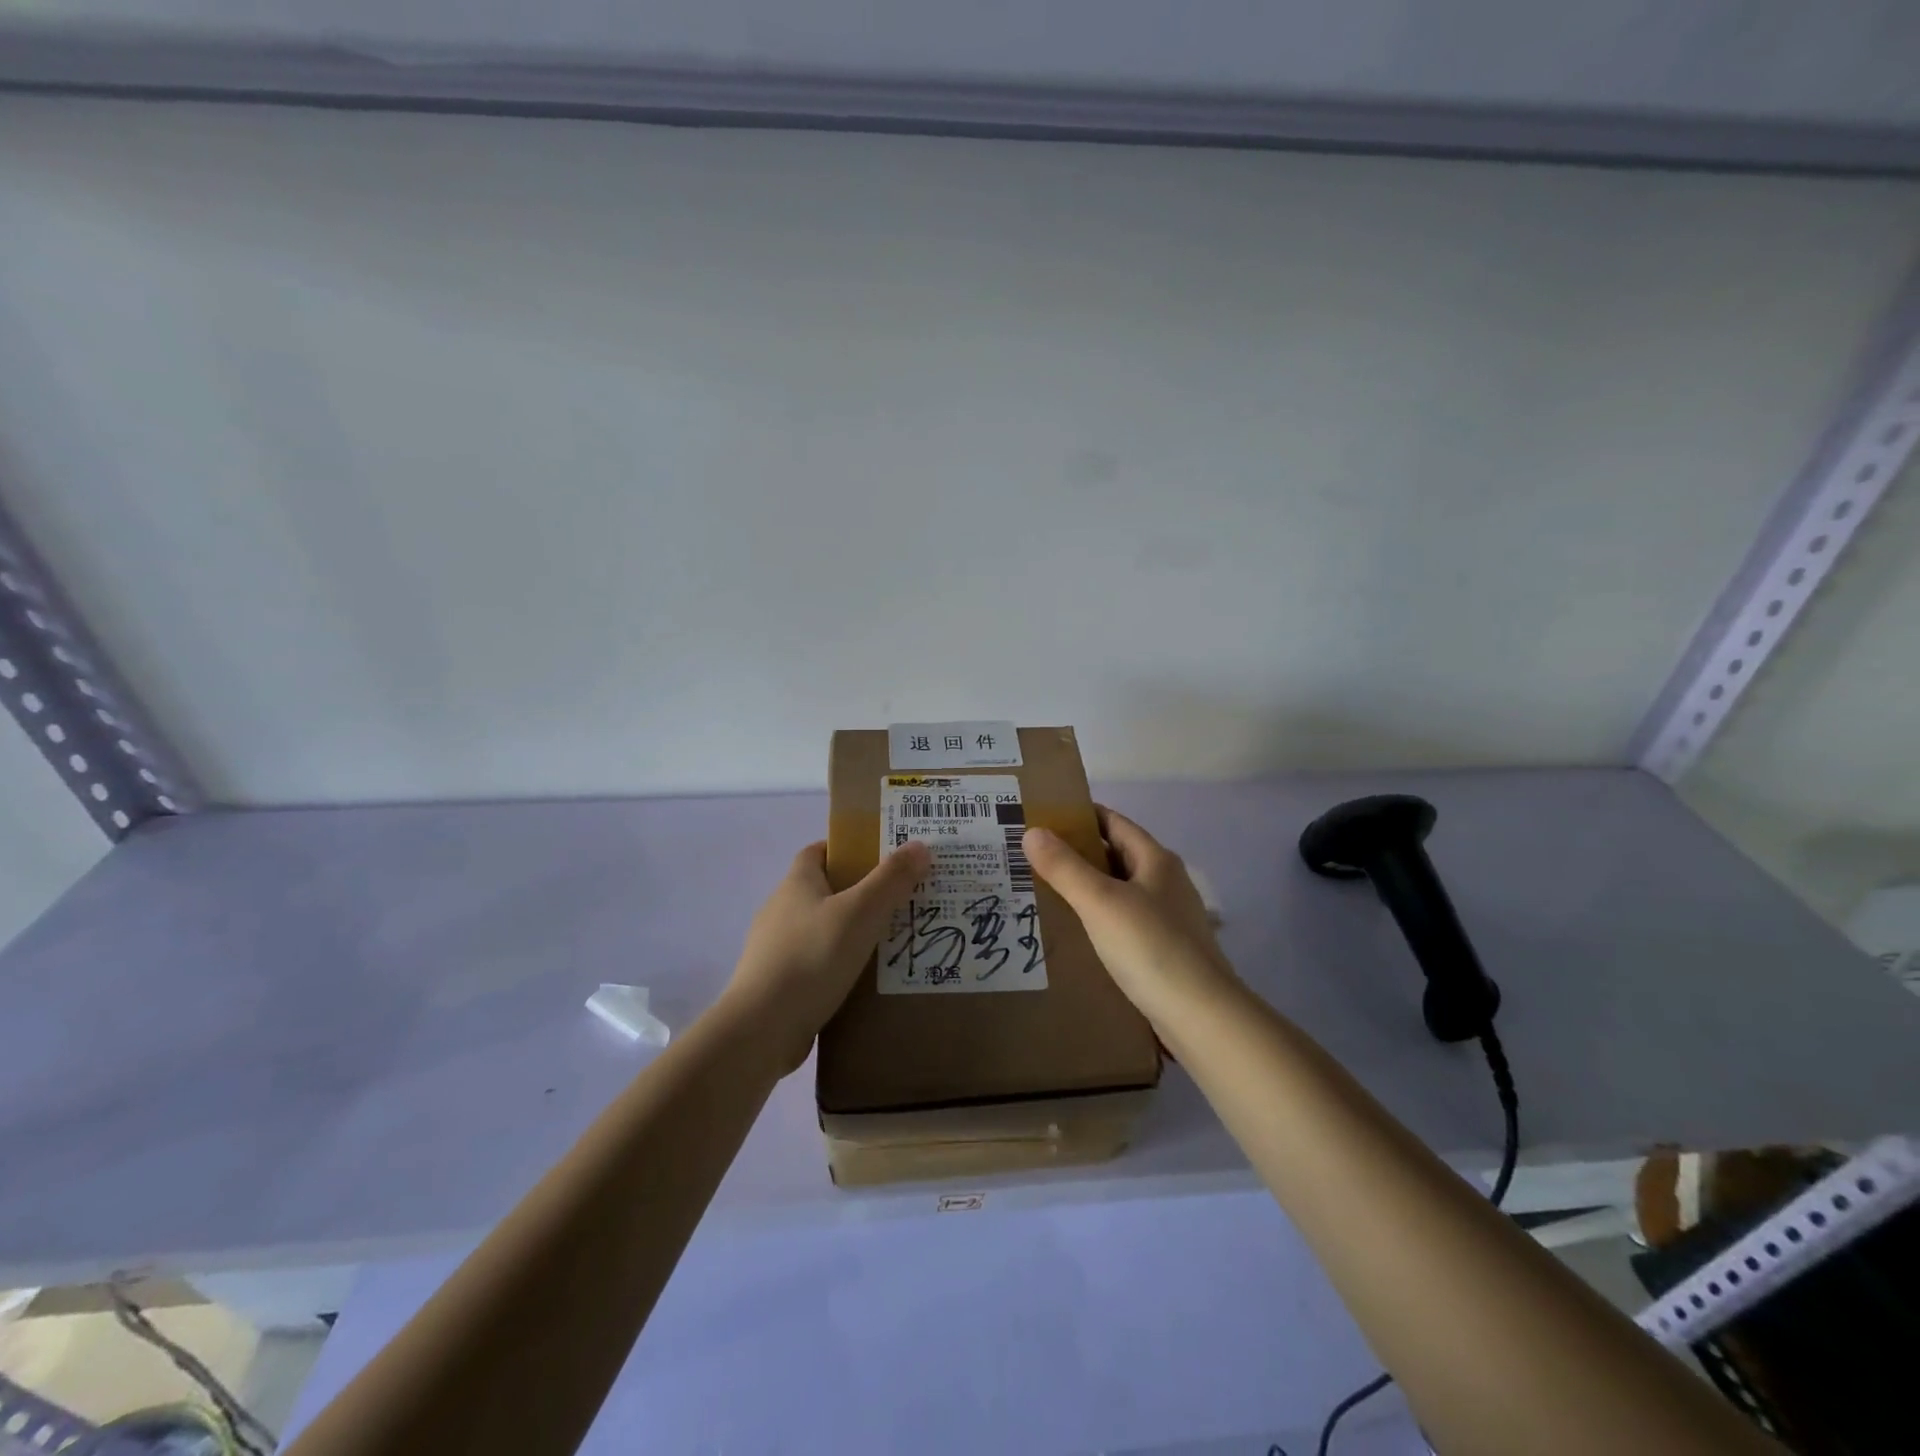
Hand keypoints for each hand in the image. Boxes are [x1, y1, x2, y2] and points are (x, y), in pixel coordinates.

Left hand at [723, 840, 931, 1073]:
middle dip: (860, 892)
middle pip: (824, 890)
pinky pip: (817, 964)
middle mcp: (781, 910)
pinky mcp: (779, 984)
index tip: (881, 857)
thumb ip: (891, 879)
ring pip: (823, 929)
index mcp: (796, 883)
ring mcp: (776, 949)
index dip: (847, 848)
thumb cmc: (812, 957)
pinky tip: (866, 980)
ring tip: (893, 942)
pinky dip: (840, 965)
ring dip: (852, 932)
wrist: (761, 1029)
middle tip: (901, 900)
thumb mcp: (861, 913)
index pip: (818, 851)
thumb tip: (919, 845)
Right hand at [1022, 806, 1236, 1025]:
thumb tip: (1032, 831)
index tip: (1042, 817)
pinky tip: (1074, 933)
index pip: (1113, 822)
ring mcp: (1168, 918)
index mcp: (1156, 860)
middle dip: (1076, 853)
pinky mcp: (1163, 950)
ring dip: (1085, 888)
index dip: (1079, 815)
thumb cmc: (1150, 948)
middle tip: (1031, 856)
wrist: (1201, 1017)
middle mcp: (1165, 882)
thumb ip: (1065, 867)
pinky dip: (1097, 919)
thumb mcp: (1100, 902)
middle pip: (1115, 855)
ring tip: (1042, 891)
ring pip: (1118, 891)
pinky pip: (1122, 922)